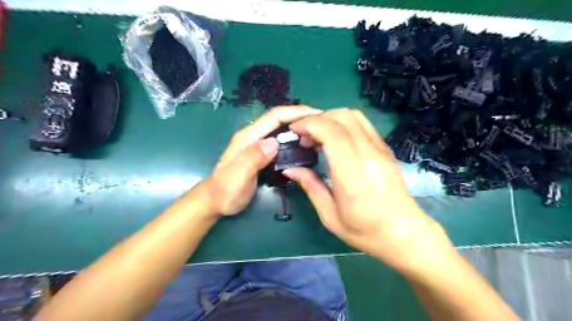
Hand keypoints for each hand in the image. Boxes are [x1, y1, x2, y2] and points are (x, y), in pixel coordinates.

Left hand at [195, 105, 320, 215]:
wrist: (215, 201)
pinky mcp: (261, 153)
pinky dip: (294, 138)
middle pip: (279, 119)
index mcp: (248, 137)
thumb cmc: (225, 191)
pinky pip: (280, 141)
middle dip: (300, 116)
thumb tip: (274, 143)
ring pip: (281, 129)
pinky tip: (304, 144)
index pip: (274, 117)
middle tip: (323, 122)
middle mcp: (254, 136)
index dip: (295, 112)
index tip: (316, 114)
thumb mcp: (236, 177)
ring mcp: (257, 144)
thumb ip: (252, 158)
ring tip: (317, 131)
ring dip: (299, 126)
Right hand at [285, 109, 456, 273]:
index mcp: (353, 174)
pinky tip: (335, 139)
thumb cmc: (365, 230)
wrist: (403, 232)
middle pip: (342, 117)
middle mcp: (369, 155)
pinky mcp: (385, 148)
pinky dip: (343, 122)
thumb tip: (290, 169)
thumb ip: (310, 186)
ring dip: (331, 118)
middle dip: (317, 119)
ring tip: (317, 135)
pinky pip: (362, 123)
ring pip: (353, 115)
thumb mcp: (330, 215)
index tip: (294, 130)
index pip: (333, 133)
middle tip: (303, 136)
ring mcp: (380, 149)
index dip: (310, 124)